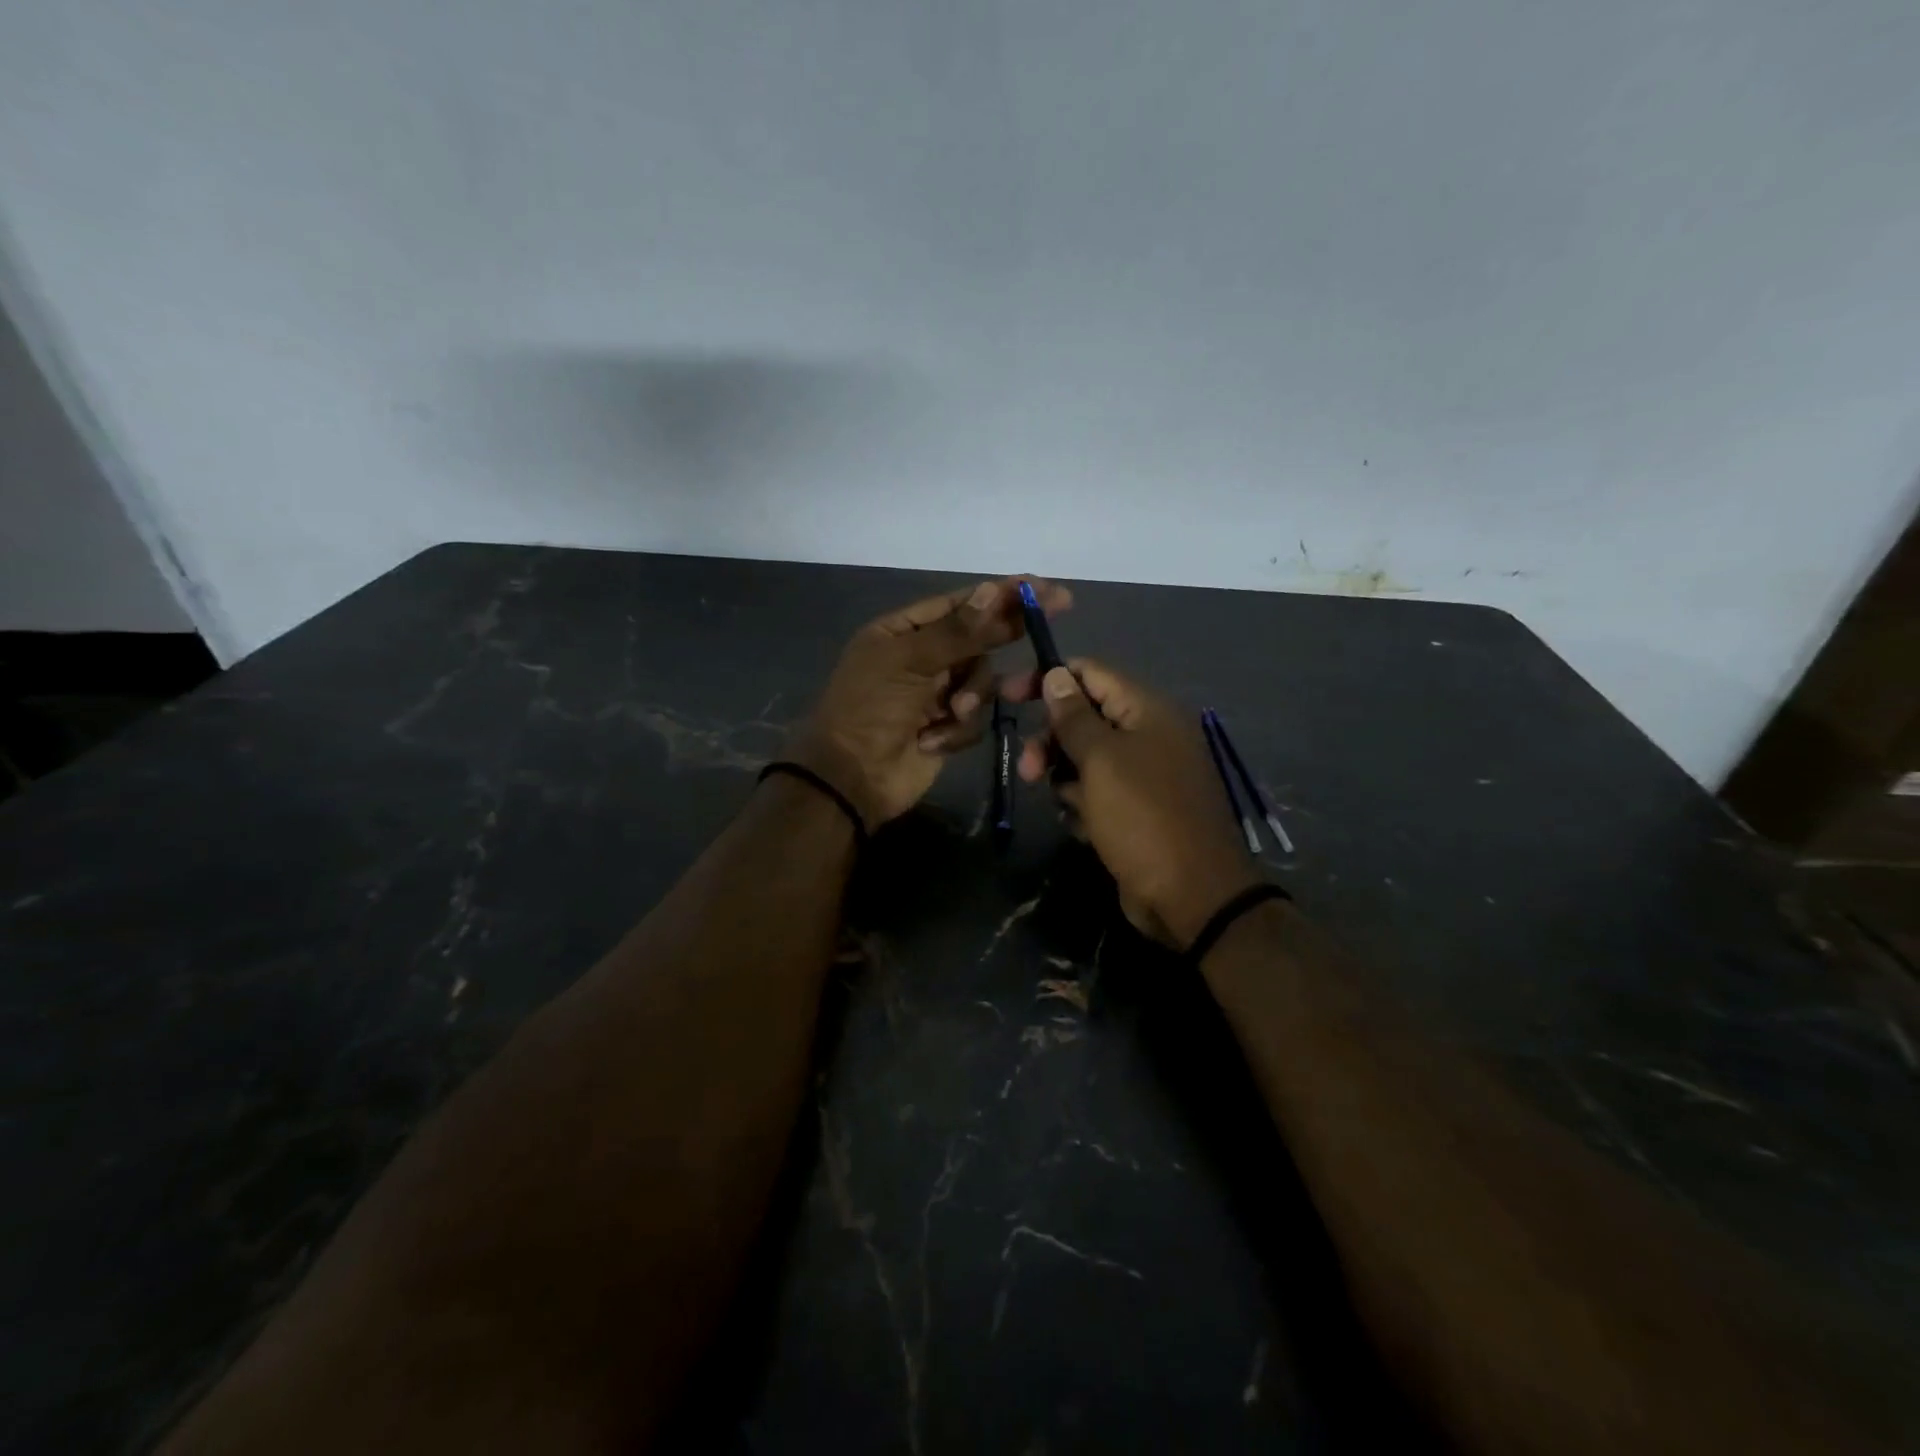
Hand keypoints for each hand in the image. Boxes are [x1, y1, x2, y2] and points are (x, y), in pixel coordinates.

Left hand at [788, 576, 1072, 827]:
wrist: (852, 777)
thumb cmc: (871, 708)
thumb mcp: (909, 662)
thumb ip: (957, 631)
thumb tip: (993, 590)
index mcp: (902, 632)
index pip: (960, 604)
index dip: (1000, 593)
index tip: (1041, 586)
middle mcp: (922, 657)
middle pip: (977, 638)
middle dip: (1005, 632)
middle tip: (1057, 610)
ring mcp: (936, 694)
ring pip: (981, 680)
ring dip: (972, 696)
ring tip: (953, 713)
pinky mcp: (946, 728)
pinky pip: (973, 718)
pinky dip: (956, 730)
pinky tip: (931, 741)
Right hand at [1012, 660, 1259, 946]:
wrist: (1191, 896)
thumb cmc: (1142, 817)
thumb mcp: (1101, 760)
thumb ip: (1074, 716)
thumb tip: (1056, 674)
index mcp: (1148, 711)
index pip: (1091, 673)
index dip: (1048, 678)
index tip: (1007, 696)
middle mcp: (1149, 735)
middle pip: (1084, 718)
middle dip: (1051, 740)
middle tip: (1028, 771)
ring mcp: (1145, 775)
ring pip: (1087, 759)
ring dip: (1065, 778)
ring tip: (1066, 806)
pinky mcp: (1137, 810)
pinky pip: (1099, 793)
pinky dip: (1085, 805)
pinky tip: (1086, 828)